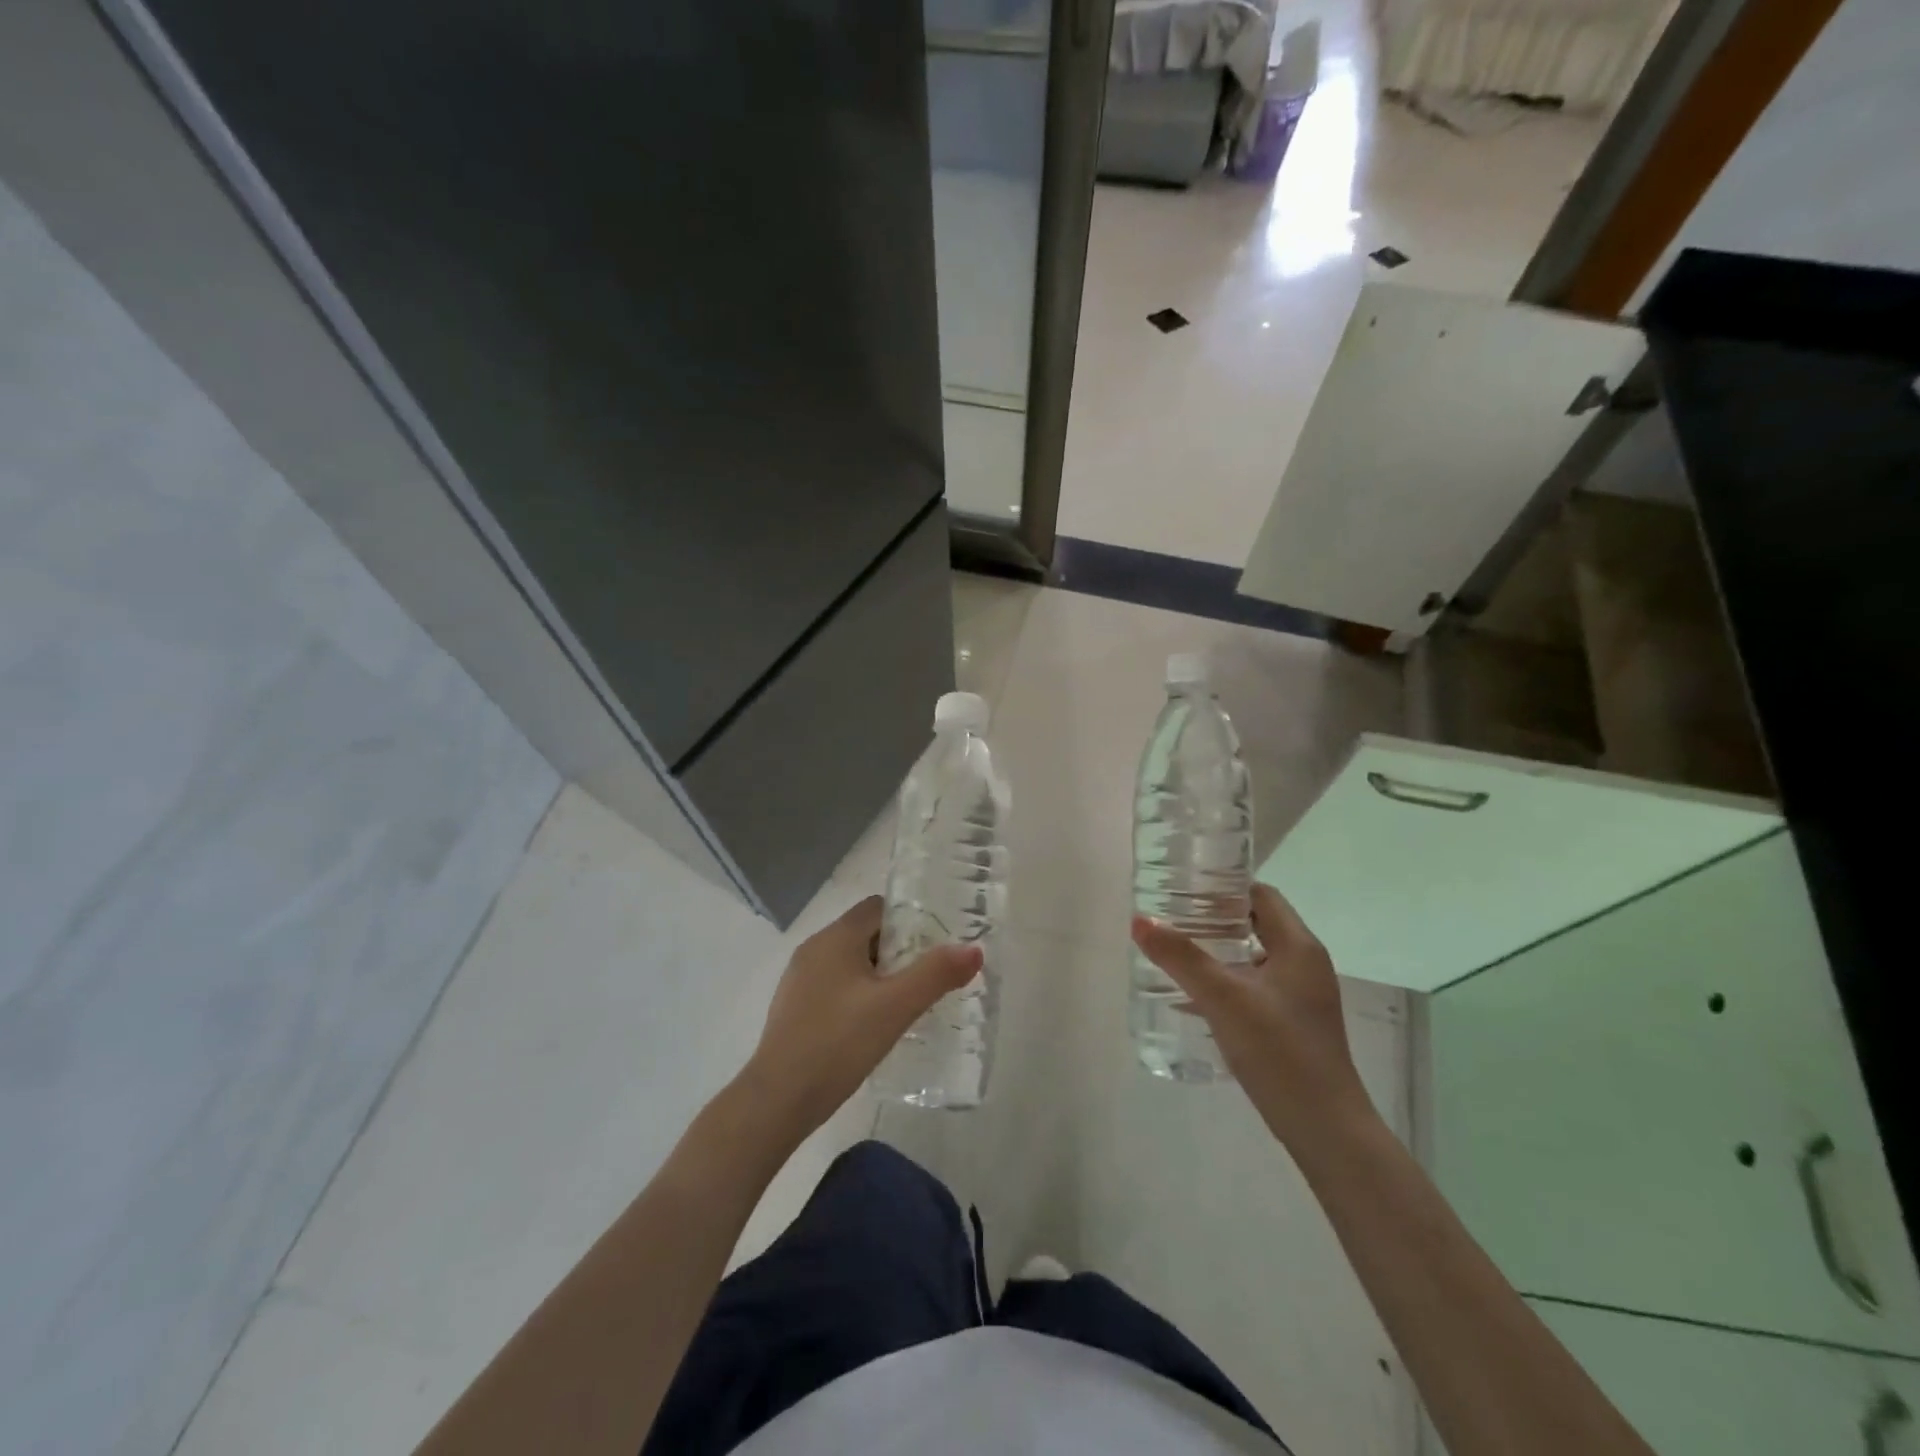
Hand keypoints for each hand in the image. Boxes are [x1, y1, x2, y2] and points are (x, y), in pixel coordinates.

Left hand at [741, 895, 980, 1140]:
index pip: (878, 907)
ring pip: (849, 962)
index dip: (910, 920)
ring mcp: (799, 979)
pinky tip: (872, 1026)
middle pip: (865, 934)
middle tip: (928, 977)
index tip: (935, 945)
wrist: (777, 1100)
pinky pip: (834, 987)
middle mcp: (814, 949)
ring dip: (878, 975)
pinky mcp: (793, 1008)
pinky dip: (857, 995)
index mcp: (835, 937)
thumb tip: (973, 949)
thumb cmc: (838, 1043)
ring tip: (906, 1003)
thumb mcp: (895, 1007)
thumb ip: (936, 974)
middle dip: (899, 951)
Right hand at [1131, 883, 1374, 1150]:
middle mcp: (1305, 964)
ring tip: (1175, 951)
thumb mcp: (1223, 998)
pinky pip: (1255, 985)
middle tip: (1170, 917)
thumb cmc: (1279, 1051)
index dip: (1223, 886)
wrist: (1326, 1130)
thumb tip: (1140, 921)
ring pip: (1254, 956)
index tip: (1183, 887)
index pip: (1261, 894)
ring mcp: (1301, 997)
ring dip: (1217, 950)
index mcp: (1298, 947)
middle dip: (1213, 917)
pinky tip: (1194, 995)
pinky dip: (1227, 980)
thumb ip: (1180, 957)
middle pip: (1256, 923)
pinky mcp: (1293, 1024)